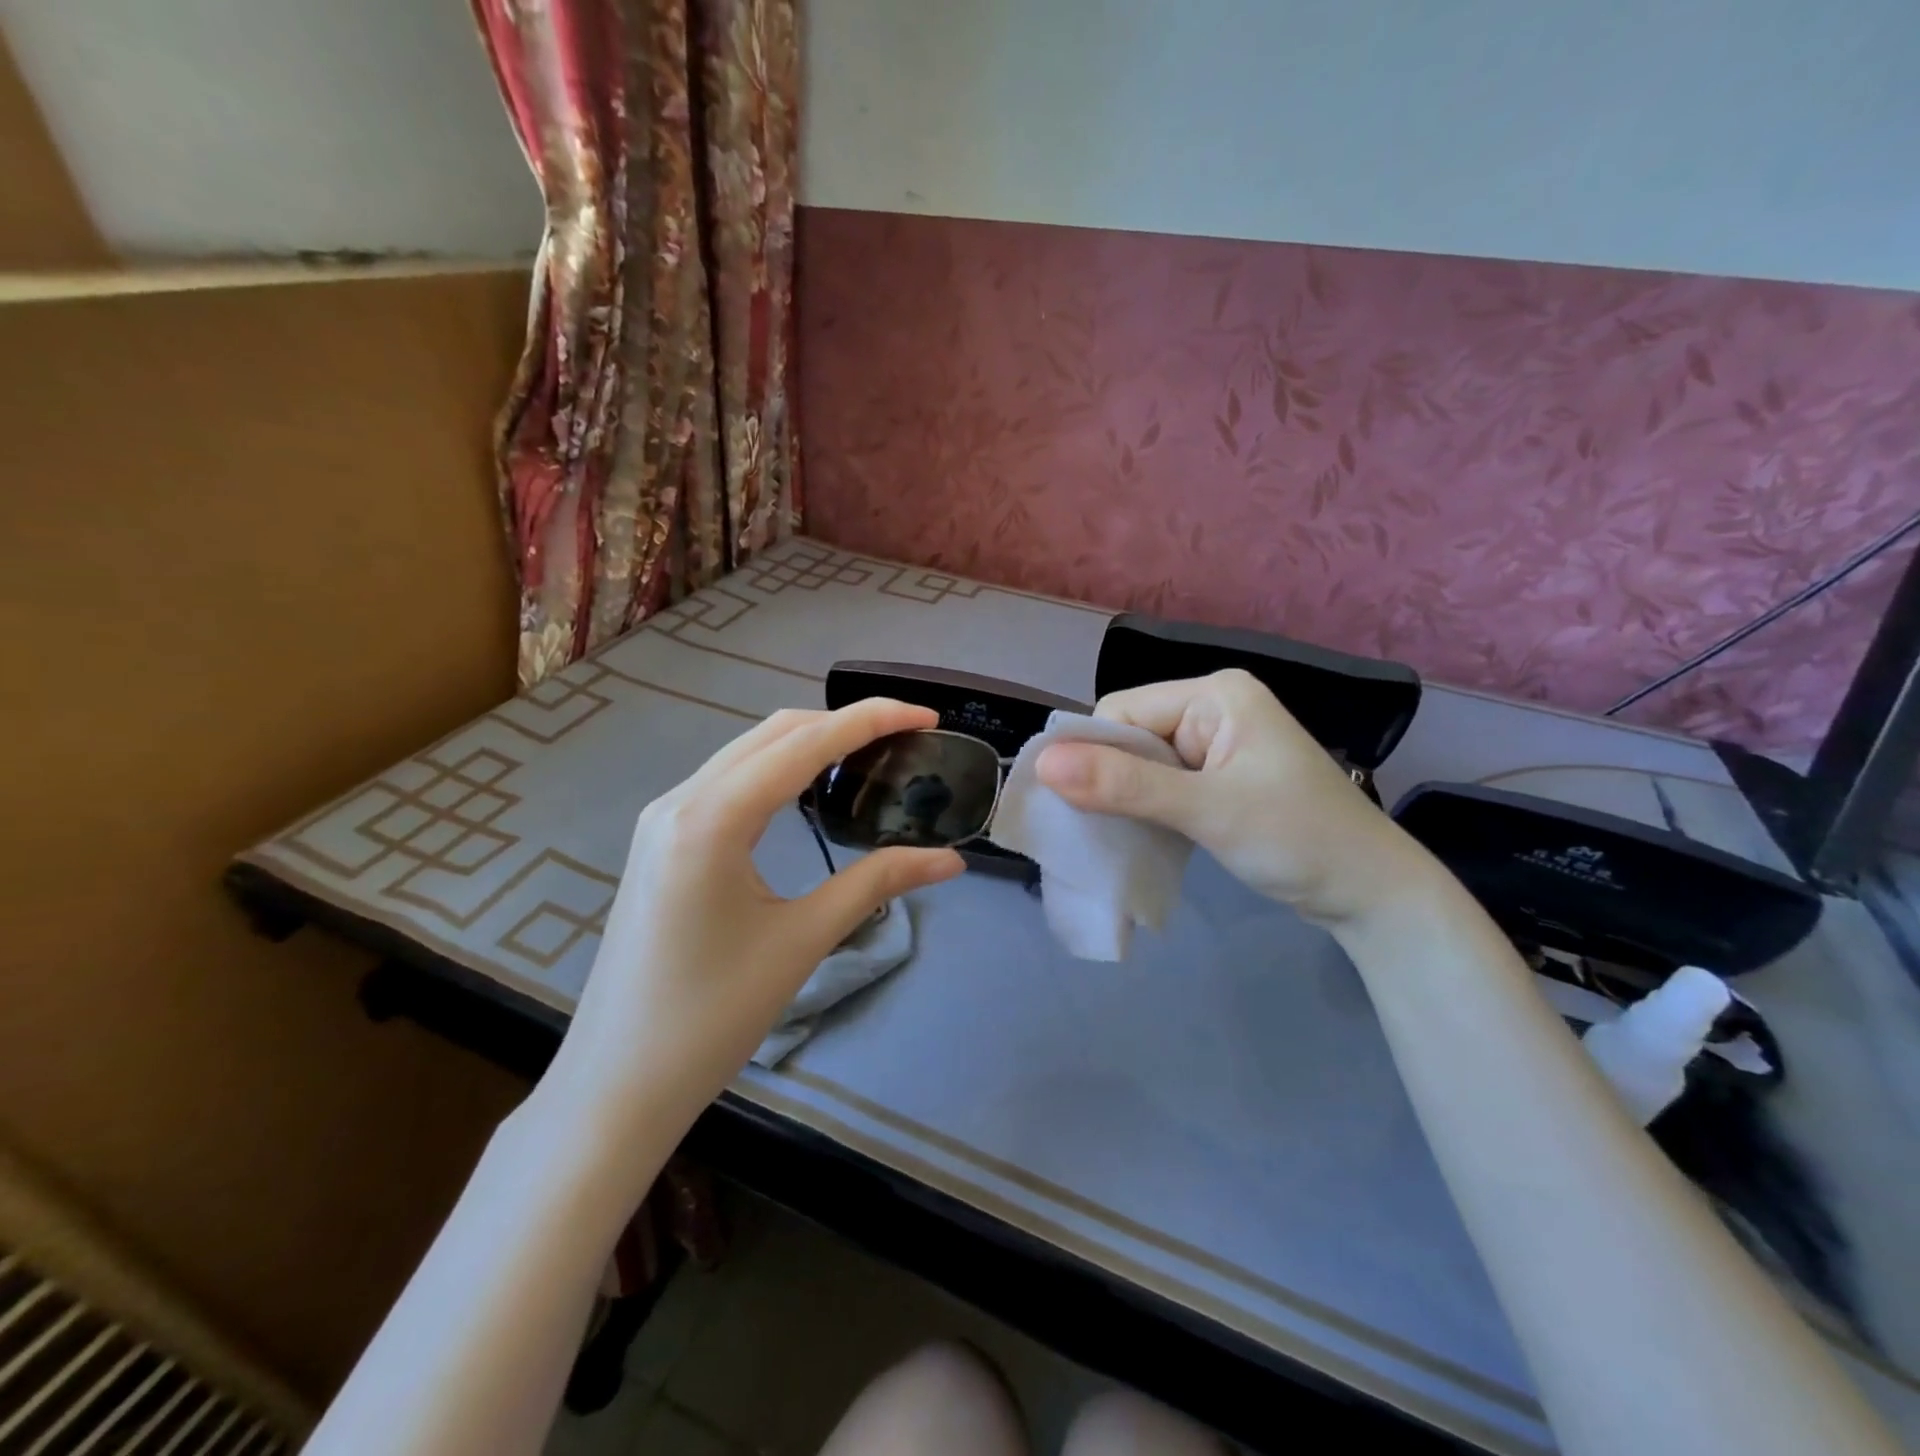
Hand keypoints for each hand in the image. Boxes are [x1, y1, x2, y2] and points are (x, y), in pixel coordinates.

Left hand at [542, 700, 964, 1144]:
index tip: (927, 715)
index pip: (804, 742)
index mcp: (711, 818)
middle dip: (844, 722)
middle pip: (774, 732)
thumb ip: (877, 884)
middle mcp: (680, 800)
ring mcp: (664, 818)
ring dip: (810, 742)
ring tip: (871, 755)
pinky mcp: (662, 840)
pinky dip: (779, 769)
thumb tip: (950, 861)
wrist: (616, 1084)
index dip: (871, 720)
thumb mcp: (803, 941)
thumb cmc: (712, 1017)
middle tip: (907, 736)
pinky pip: (729, 781)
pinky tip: (811, 789)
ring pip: (748, 752)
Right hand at [1035, 669, 1434, 923]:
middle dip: (1110, 779)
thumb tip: (1044, 764)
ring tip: (1119, 836)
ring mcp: (1216, 746)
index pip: (1122, 711)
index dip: (1095, 754)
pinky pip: (1160, 785)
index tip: (1082, 806)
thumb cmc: (1298, 839)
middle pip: (1129, 735)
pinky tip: (1143, 836)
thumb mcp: (1207, 809)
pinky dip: (1146, 810)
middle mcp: (1212, 709)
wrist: (1371, 895)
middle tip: (1101, 828)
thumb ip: (1124, 785)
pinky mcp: (1217, 780)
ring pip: (1140, 764)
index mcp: (1214, 694)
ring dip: (1126, 799)